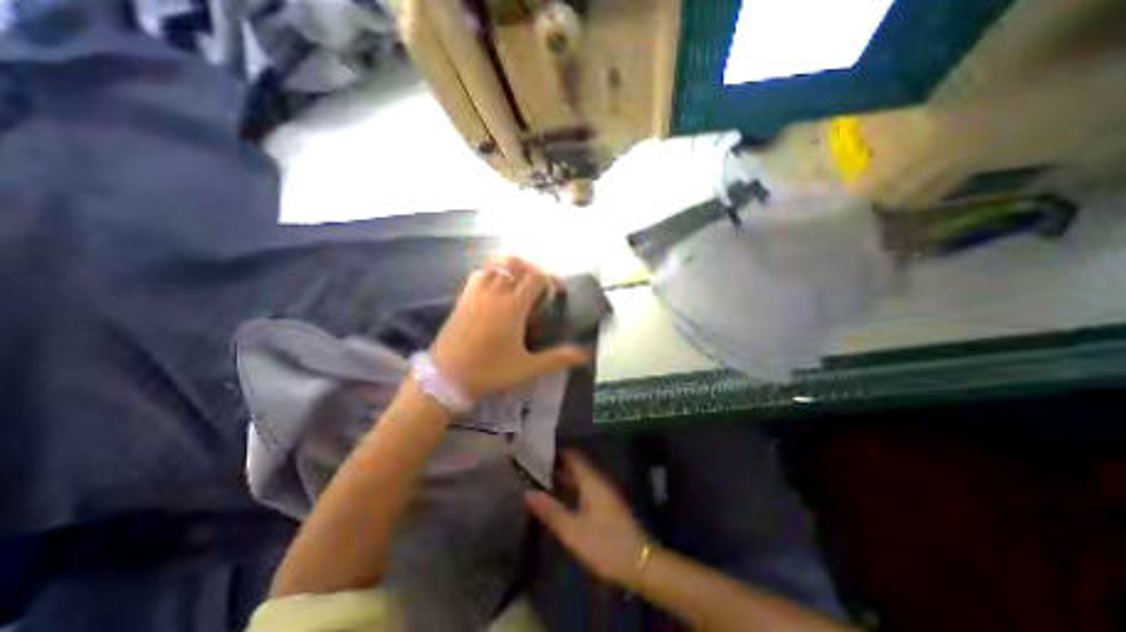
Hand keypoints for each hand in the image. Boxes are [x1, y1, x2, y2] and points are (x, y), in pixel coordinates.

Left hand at [430, 255, 590, 396]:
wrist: (446, 378)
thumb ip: (558, 358)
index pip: (536, 278)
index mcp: (512, 307)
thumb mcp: (527, 367)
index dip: (552, 280)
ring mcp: (475, 293)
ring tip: (520, 284)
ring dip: (512, 268)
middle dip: (533, 269)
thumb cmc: (490, 371)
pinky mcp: (462, 298)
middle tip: (541, 286)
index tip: (558, 293)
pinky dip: (492, 273)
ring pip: (496, 265)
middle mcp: (494, 293)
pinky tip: (497, 290)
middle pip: (516, 264)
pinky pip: (480, 274)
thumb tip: (585, 354)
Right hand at [523, 449, 647, 588]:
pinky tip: (561, 498)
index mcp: (591, 480)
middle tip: (534, 467)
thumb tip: (527, 492)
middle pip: (576, 465)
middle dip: (557, 465)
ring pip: (581, 477)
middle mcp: (598, 480)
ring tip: (542, 480)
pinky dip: (572, 487)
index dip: (555, 452)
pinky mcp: (607, 504)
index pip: (572, 455)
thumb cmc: (605, 543)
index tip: (537, 452)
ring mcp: (604, 492)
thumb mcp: (573, 531)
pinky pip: (586, 487)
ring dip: (564, 477)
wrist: (640, 562)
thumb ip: (550, 511)